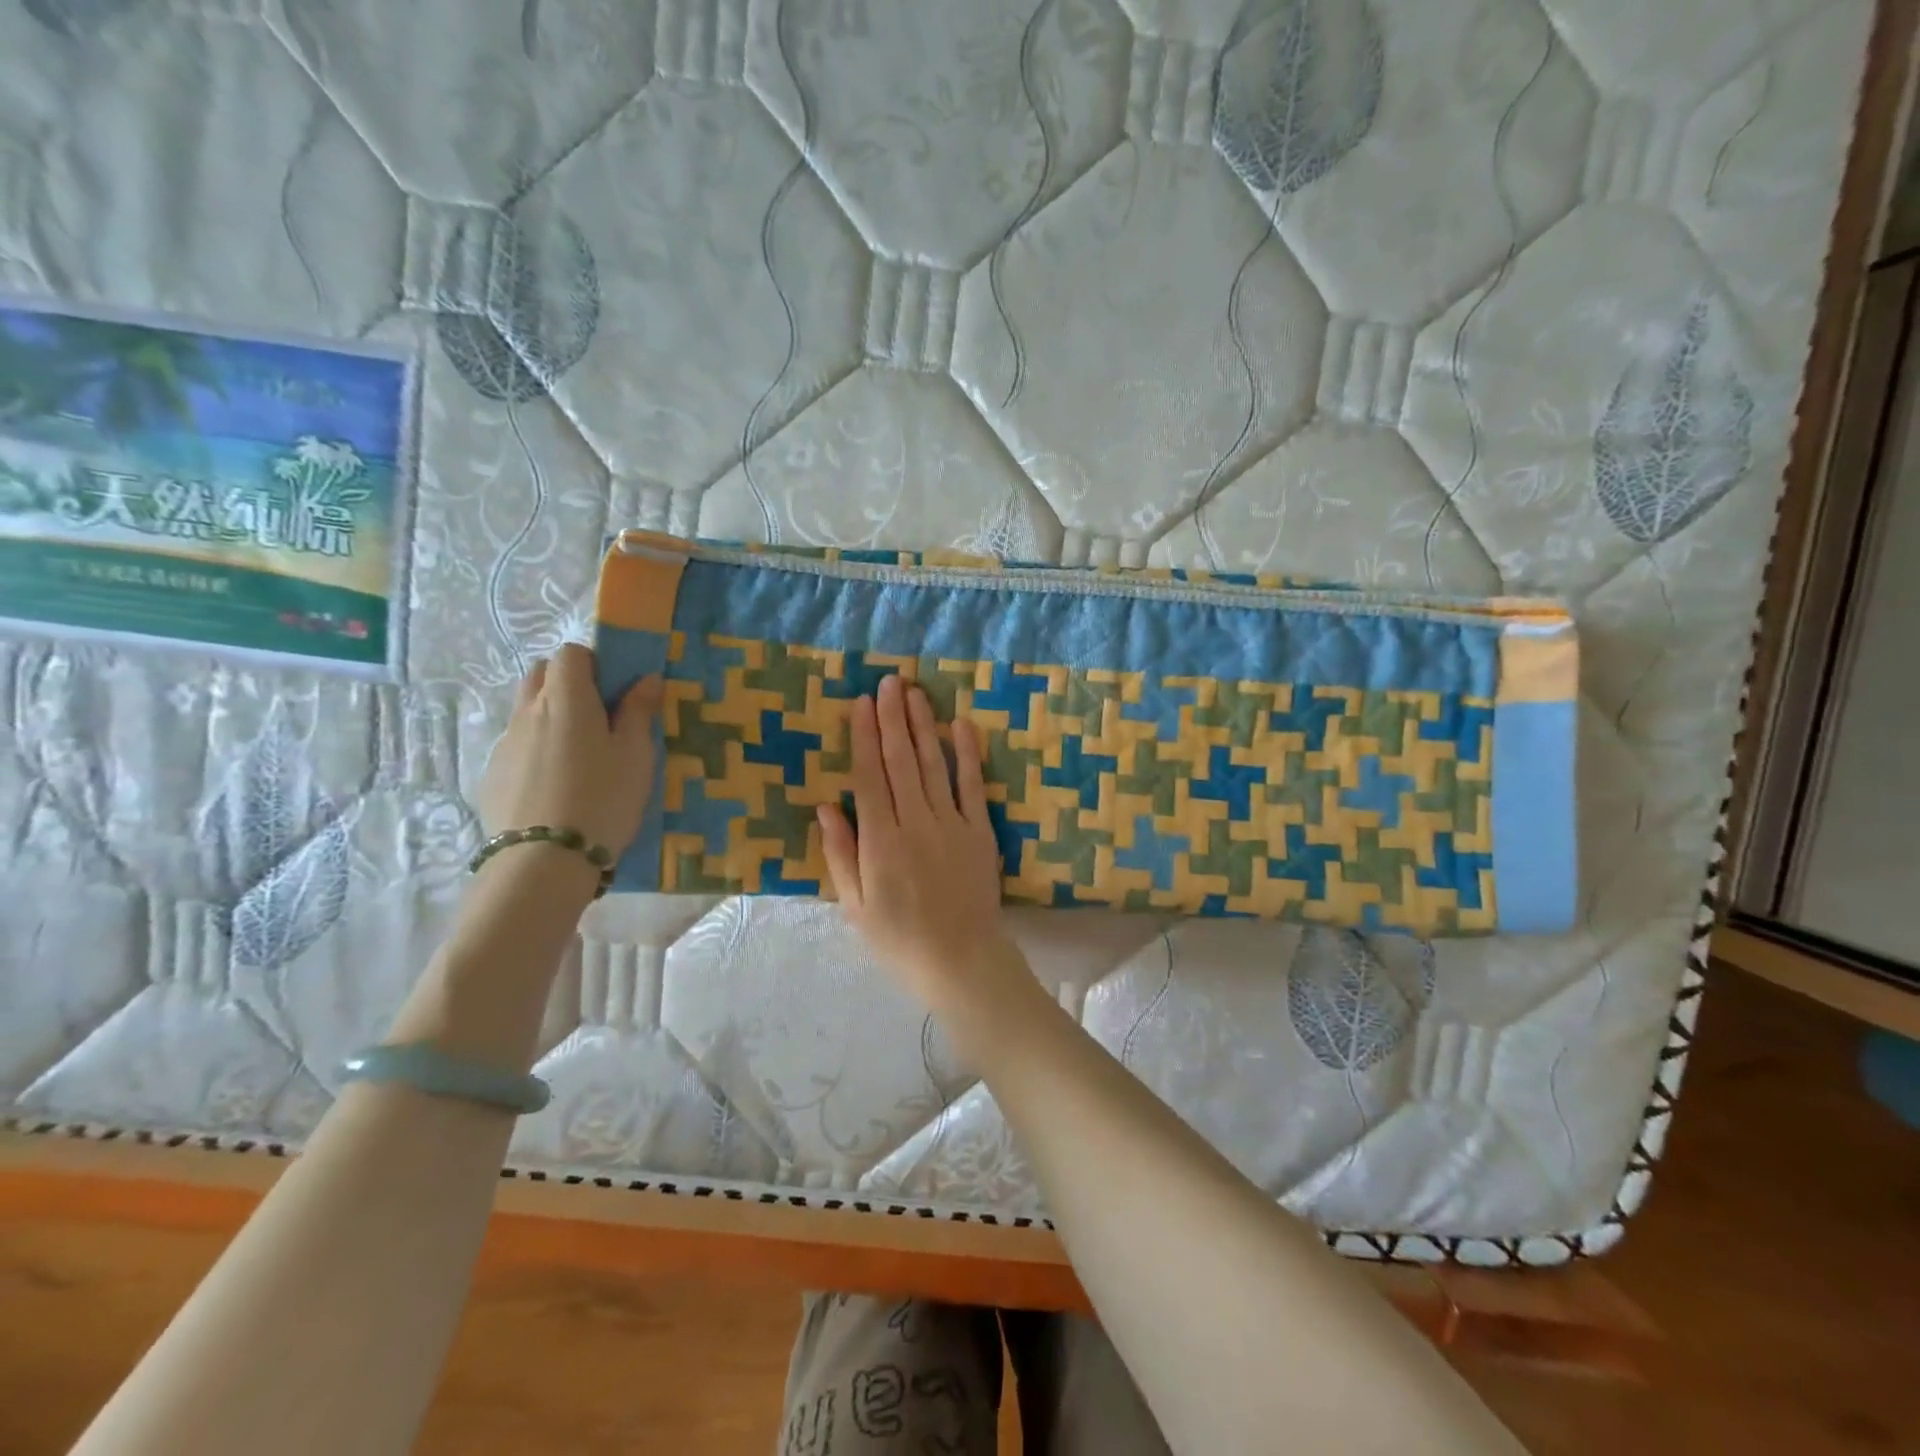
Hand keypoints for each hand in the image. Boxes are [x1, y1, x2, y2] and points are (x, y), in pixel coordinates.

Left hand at [478, 643, 661, 854]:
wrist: (543, 861)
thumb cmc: (603, 799)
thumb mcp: (636, 756)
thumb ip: (639, 712)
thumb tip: (646, 678)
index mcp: (567, 699)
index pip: (571, 653)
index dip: (595, 663)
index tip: (616, 690)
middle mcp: (529, 711)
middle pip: (542, 675)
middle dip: (568, 682)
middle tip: (599, 717)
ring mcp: (505, 743)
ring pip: (527, 710)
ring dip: (551, 716)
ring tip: (579, 756)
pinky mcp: (492, 774)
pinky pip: (517, 745)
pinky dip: (536, 749)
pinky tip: (556, 785)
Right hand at [816, 675, 1015, 1015]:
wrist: (962, 962)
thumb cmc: (899, 940)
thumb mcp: (855, 906)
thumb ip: (840, 854)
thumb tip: (825, 806)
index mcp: (880, 841)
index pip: (869, 777)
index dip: (863, 737)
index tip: (860, 703)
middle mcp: (915, 823)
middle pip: (900, 761)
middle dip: (892, 718)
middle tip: (888, 682)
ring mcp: (952, 824)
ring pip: (933, 765)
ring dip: (923, 726)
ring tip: (915, 693)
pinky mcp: (980, 832)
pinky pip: (973, 786)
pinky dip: (967, 754)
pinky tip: (960, 726)